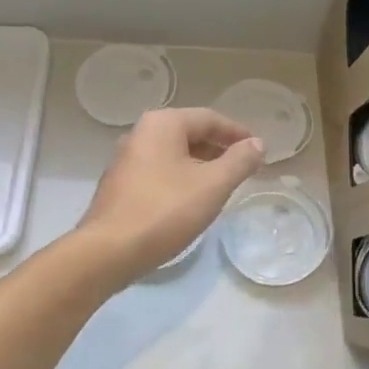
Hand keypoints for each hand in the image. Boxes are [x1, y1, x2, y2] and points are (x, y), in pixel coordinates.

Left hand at [76, 108, 266, 280]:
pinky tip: (192, 200)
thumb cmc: (165, 210)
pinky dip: (181, 178)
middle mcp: (140, 133)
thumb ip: (239, 161)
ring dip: (200, 165)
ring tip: (223, 185)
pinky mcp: (120, 185)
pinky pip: (159, 172)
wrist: (109, 250)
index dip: (237, 133)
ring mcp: (126, 159)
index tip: (258, 150)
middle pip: (189, 133)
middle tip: (244, 168)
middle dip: (219, 149)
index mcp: (162, 124)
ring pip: (173, 154)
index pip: (209, 118)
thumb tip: (258, 144)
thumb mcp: (213, 185)